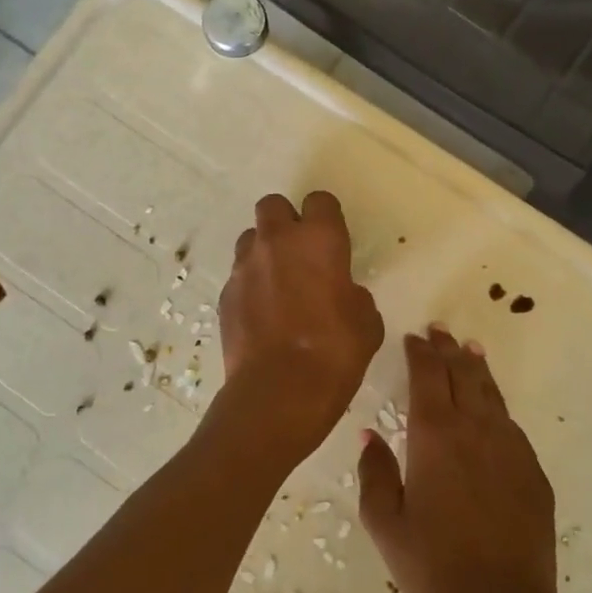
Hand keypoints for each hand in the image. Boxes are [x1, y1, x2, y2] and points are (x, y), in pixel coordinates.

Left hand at [217, 192, 383, 458]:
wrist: (279, 392)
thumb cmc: (335, 353)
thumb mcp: (367, 323)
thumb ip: (354, 295)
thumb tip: (342, 294)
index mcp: (319, 239)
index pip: (320, 200)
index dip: (326, 217)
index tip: (332, 240)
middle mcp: (277, 241)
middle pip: (273, 205)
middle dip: (286, 221)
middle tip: (300, 253)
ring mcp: (245, 266)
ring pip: (251, 238)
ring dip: (264, 252)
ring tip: (277, 284)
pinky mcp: (225, 294)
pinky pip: (239, 275)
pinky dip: (250, 285)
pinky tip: (262, 314)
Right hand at [357, 327, 558, 592]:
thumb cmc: (432, 565)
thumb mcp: (385, 523)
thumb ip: (375, 473)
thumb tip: (370, 435)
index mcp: (435, 435)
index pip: (428, 376)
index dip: (420, 353)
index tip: (414, 337)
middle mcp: (475, 430)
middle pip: (463, 375)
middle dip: (449, 350)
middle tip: (440, 331)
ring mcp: (510, 449)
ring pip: (492, 395)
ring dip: (477, 370)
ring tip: (470, 351)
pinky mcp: (533, 472)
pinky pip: (511, 426)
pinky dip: (497, 406)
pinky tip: (493, 409)